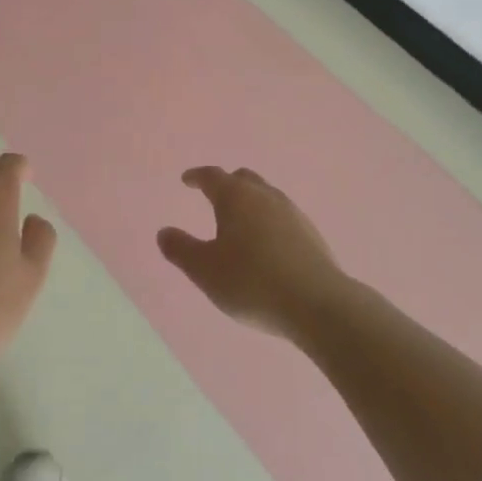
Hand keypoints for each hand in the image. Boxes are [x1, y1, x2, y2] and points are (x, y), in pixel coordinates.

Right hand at [160, 166, 348, 338]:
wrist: (317, 304)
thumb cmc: (252, 282)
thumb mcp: (205, 270)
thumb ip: (181, 249)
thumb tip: (164, 232)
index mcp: (236, 197)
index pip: (212, 176)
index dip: (197, 176)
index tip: (187, 179)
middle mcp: (265, 196)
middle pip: (243, 179)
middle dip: (226, 183)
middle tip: (214, 195)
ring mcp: (292, 213)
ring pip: (266, 195)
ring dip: (250, 201)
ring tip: (240, 220)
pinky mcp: (311, 234)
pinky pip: (282, 216)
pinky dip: (268, 221)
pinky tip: (267, 243)